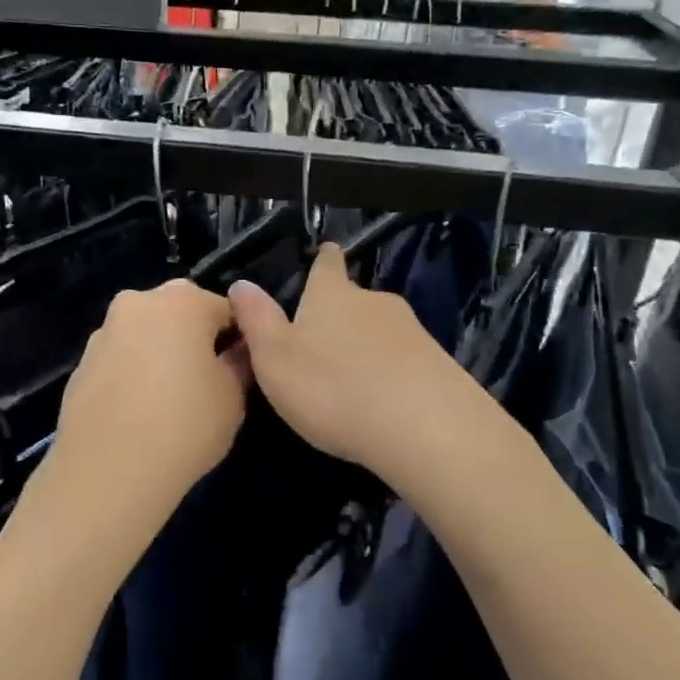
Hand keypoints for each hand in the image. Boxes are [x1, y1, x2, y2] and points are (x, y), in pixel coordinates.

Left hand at [37, 280, 249, 550]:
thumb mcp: (233, 396)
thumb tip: (236, 349)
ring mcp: (104, 332)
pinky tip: (139, 411)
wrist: (107, 474)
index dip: (238, 338)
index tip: (240, 369)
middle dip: (195, 335)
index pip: (225, 308)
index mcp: (182, 301)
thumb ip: (240, 361)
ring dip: (161, 351)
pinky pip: (121, 358)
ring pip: (146, 332)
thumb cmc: (184, 427)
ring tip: (170, 399)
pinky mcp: (81, 363)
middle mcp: (138, 303)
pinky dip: (133, 372)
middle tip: (206, 379)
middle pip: (180, 310)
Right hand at [228, 244, 504, 495]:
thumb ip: (257, 320)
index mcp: (331, 295)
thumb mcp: (275, 359)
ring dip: (366, 346)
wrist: (424, 426)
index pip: (327, 265)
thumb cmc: (333, 388)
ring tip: (351, 378)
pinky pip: (405, 360)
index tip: (326, 252)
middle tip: (322, 342)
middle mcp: (373, 301)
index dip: (323, 260)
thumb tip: (241, 284)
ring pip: (381, 330)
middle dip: (339, 314)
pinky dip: (391, 372)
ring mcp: (411, 330)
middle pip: (354, 299)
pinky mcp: (438, 363)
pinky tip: (385, 400)